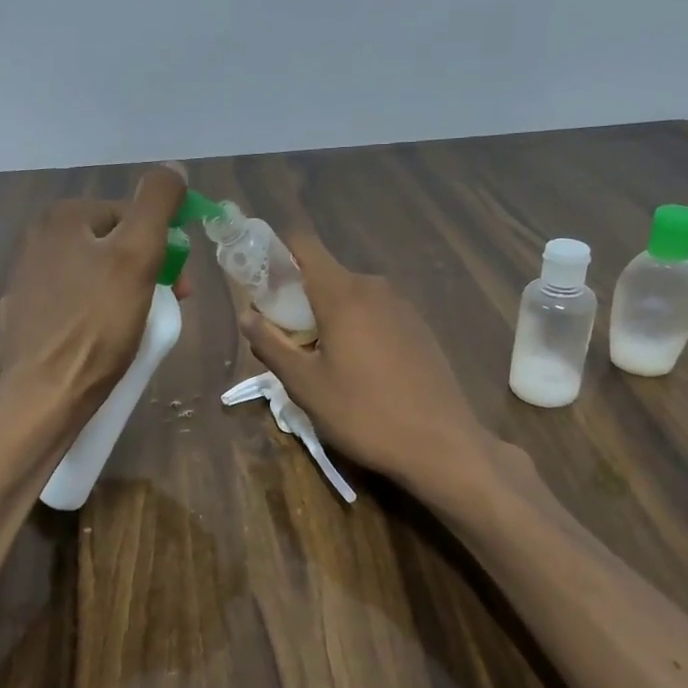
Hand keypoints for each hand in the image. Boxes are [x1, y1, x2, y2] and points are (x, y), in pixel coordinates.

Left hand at [0, 163, 189, 430]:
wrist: (47, 396)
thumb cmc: (98, 324)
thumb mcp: (138, 255)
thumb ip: (158, 204)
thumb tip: (174, 167)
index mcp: (62, 218)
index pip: (131, 215)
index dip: (165, 246)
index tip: (182, 286)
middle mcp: (37, 241)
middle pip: (113, 245)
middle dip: (147, 270)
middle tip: (166, 307)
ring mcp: (26, 282)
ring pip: (95, 275)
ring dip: (125, 293)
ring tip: (139, 327)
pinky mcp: (25, 319)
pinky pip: (75, 305)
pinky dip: (96, 315)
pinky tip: (104, 340)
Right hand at [239, 232, 496, 497]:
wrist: (441, 444)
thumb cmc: (363, 413)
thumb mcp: (305, 385)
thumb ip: (271, 344)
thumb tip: (247, 315)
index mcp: (342, 292)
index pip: (302, 243)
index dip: (275, 255)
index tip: (261, 288)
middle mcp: (374, 287)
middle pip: (324, 274)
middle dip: (298, 298)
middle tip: (286, 341)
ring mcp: (402, 306)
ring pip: (350, 296)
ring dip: (327, 316)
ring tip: (321, 362)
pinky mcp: (419, 327)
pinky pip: (375, 313)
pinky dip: (356, 327)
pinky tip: (359, 371)